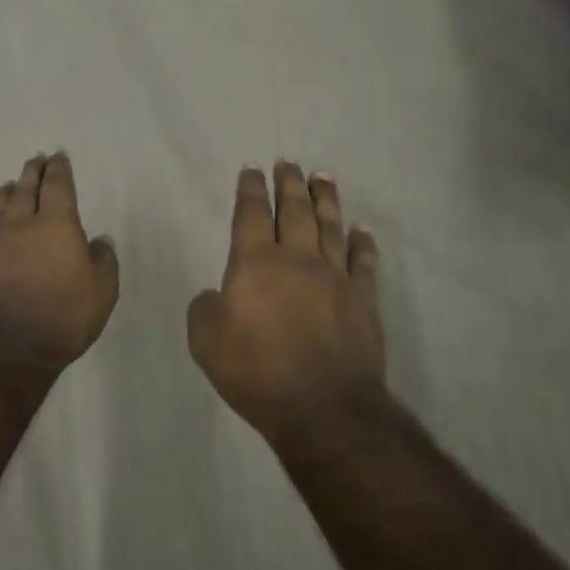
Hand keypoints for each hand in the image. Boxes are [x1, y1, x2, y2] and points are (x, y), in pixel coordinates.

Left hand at [0, 153, 119, 372]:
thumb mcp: (103, 292)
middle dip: (32, 171)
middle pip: (25, 188)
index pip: (57, 185)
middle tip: (36, 160)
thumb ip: (104, 261)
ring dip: (7, 192)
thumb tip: (99, 241)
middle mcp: (21, 225)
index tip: (58, 157)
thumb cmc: (64, 317)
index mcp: (56, 225)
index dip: (59, 169)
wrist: (7, 347)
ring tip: (11, 185)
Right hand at [188, 162, 386, 441]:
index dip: (250, 190)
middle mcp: (297, 259)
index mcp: (255, 264)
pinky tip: (361, 231)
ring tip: (323, 177)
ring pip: (330, 227)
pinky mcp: (363, 301)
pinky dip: (363, 243)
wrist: (323, 407)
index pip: (250, 215)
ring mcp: (335, 278)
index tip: (252, 169)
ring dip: (325, 199)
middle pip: (294, 211)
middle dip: (289, 184)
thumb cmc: (256, 372)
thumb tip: (216, 295)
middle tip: (288, 162)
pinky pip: (364, 262)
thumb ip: (205, 309)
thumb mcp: (206, 342)